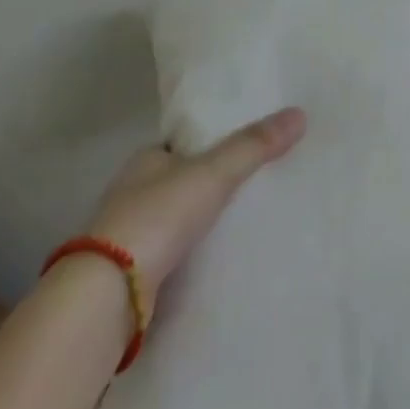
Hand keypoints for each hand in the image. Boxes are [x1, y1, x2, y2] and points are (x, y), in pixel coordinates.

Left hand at [85, 107, 306, 304]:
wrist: (109, 295)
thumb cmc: (157, 216)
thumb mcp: (213, 173)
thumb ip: (254, 145)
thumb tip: (300, 114)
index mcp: (146, 160)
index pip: (184, 144)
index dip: (211, 144)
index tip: (245, 148)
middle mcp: (132, 192)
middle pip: (180, 181)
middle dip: (209, 184)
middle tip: (254, 184)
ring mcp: (129, 236)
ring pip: (175, 220)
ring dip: (200, 222)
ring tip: (244, 221)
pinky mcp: (132, 275)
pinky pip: (173, 254)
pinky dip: (192, 254)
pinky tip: (218, 258)